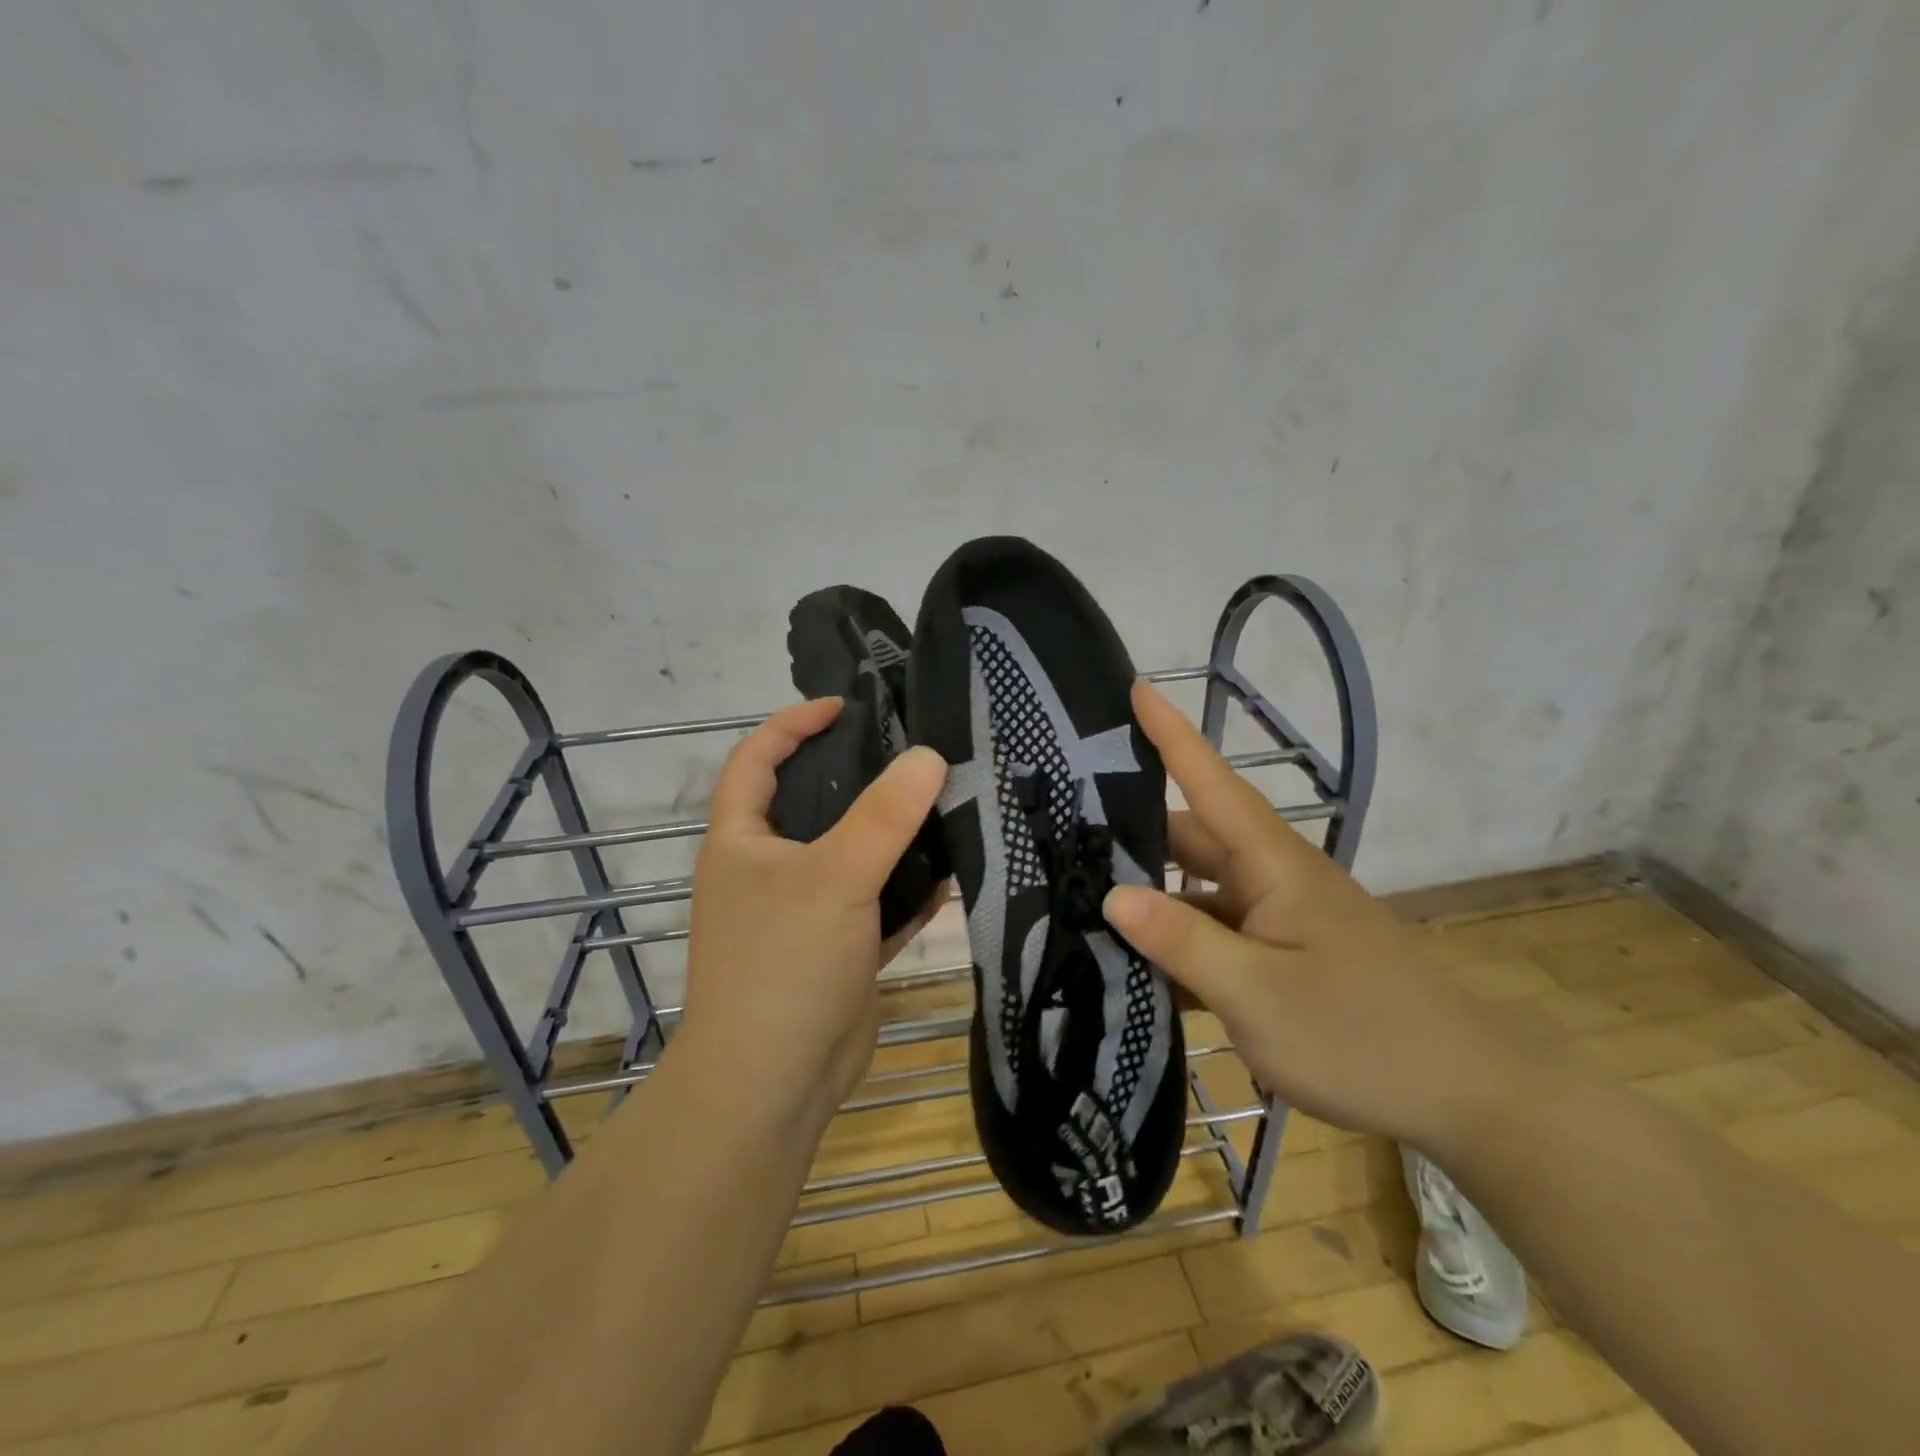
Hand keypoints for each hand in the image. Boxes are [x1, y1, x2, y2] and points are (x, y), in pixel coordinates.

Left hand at [678, 699, 947, 1130]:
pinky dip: (908, 890)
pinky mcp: (838, 948)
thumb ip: (883, 816)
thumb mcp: (834, 878)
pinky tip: (952, 875)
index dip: (794, 723)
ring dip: (894, 836)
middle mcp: (769, 869)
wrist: (773, 1086)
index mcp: (742, 841)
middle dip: (861, 777)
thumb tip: (928, 756)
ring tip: (946, 803)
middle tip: (916, 754)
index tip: (847, 706)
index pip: (757, 759)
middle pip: (814, 803)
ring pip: (853, 855)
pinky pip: (877, 903)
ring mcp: (805, 911)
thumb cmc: (782, 965)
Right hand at [1102, 683, 1525, 1152]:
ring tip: (1081, 896)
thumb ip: (1181, 941)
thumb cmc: (1363, 1036)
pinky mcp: (1283, 957)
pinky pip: (1217, 934)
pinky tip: (1134, 964)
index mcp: (1274, 865)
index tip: (1135, 688)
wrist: (1471, 1096)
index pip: (1212, 782)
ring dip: (1152, 896)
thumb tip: (1113, 894)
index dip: (1172, 735)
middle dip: (1133, 832)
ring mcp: (1280, 921)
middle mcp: (1274, 879)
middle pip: (1193, 839)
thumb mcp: (1257, 993)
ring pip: (1200, 891)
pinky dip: (1179, 942)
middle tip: (1063, 831)